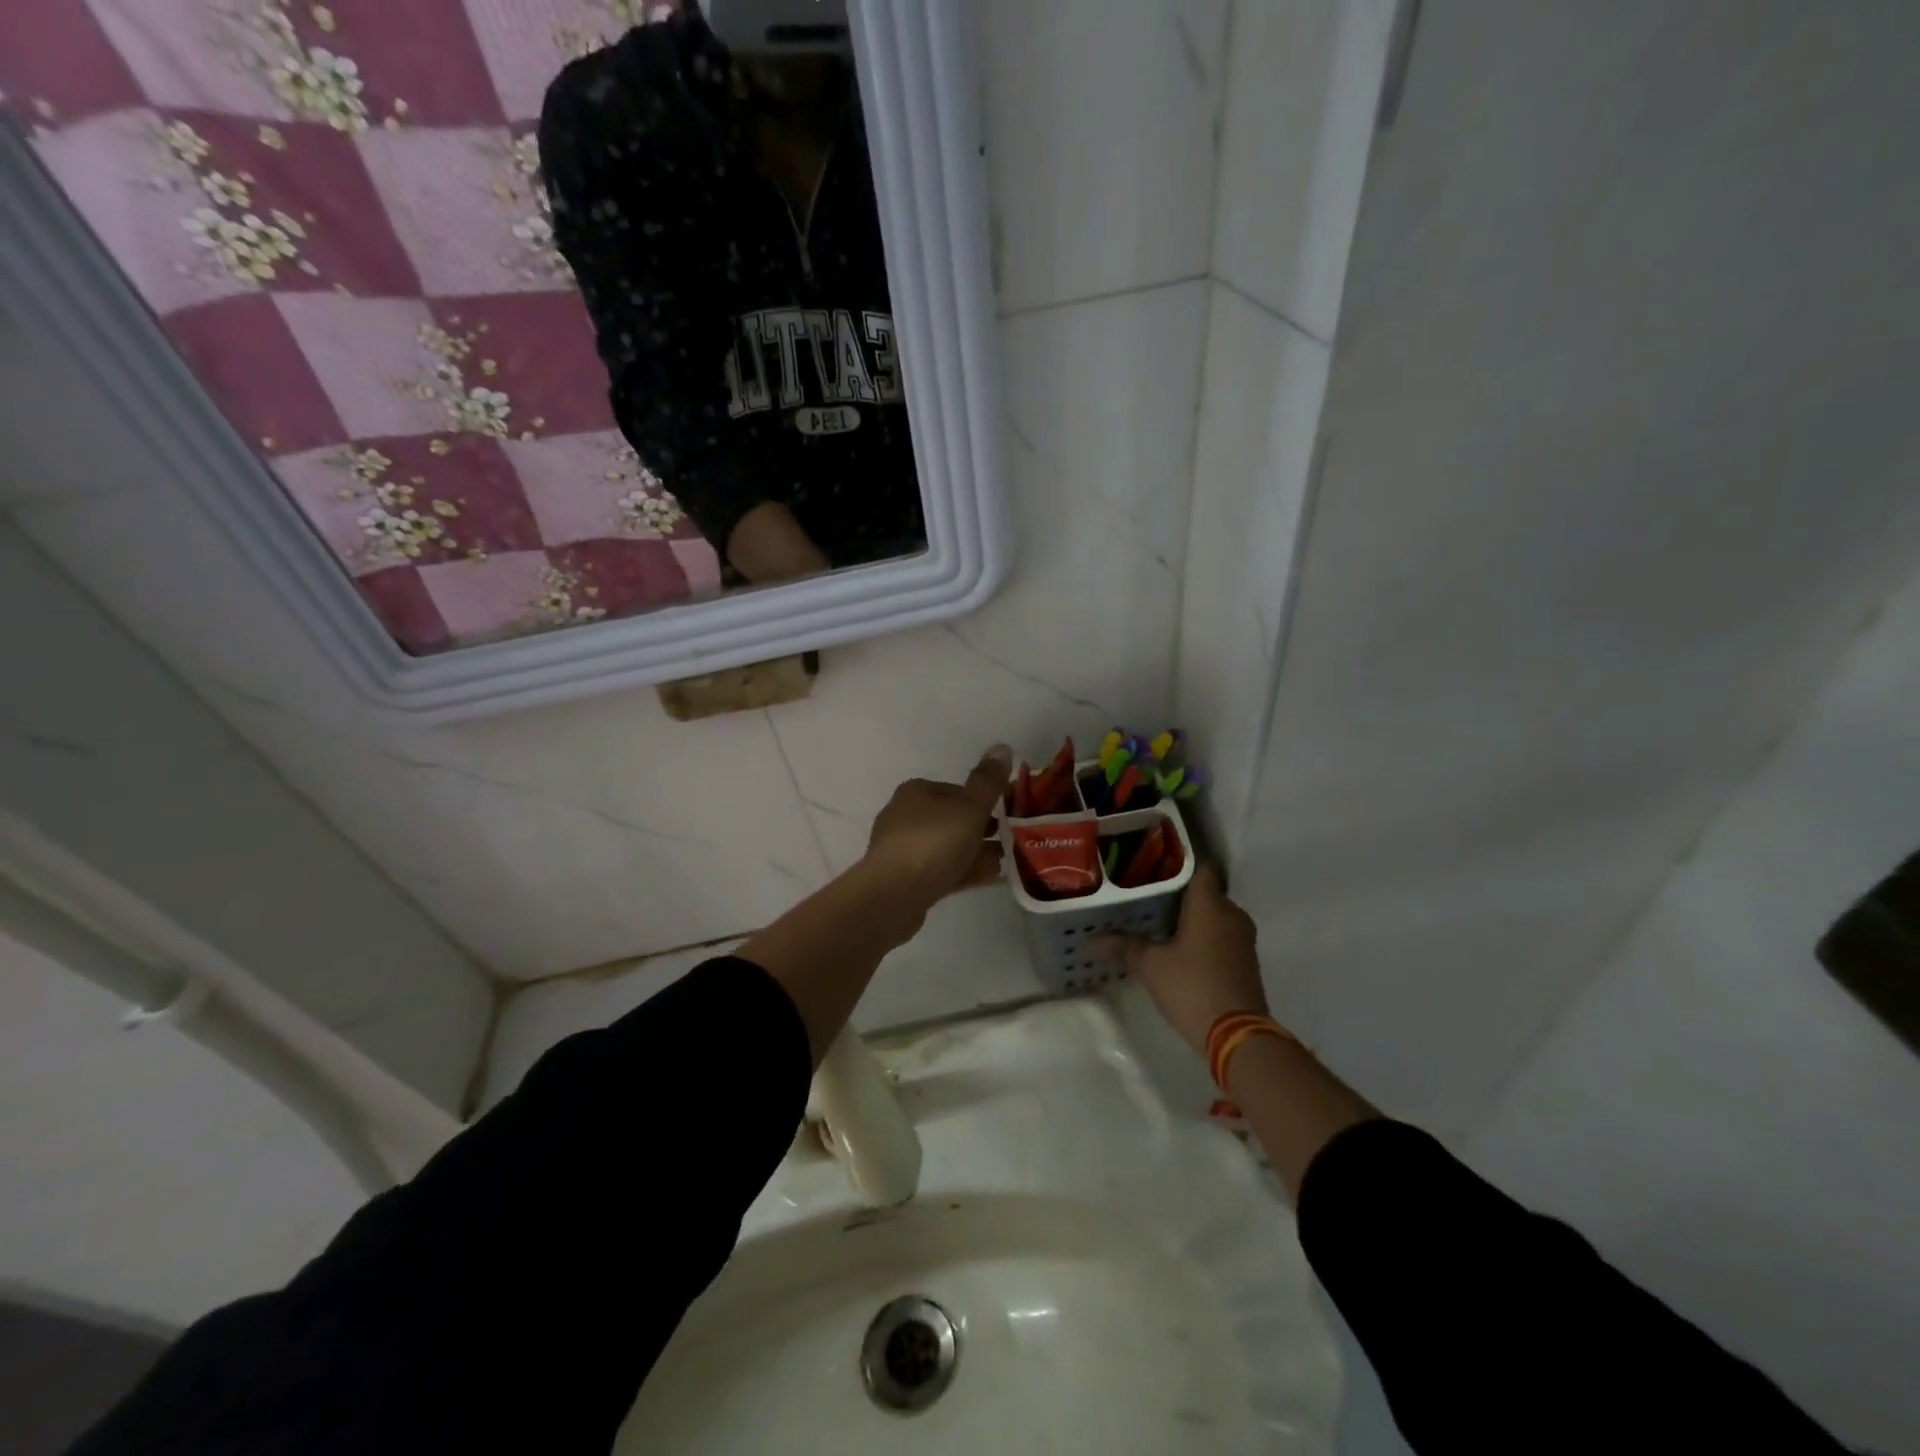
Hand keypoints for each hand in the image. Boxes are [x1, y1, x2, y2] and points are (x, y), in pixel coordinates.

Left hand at [862, 745, 1012, 917]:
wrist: (894, 895)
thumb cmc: (934, 842)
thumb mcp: (969, 807)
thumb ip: (987, 781)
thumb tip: (1002, 747)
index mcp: (916, 792)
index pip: (957, 789)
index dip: (985, 799)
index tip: (1011, 812)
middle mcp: (906, 816)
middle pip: (953, 819)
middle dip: (984, 828)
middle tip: (1014, 839)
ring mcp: (904, 850)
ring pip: (950, 846)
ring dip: (979, 852)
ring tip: (1011, 861)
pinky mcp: (907, 880)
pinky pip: (945, 870)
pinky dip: (968, 870)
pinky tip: (995, 877)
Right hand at [1107, 863, 1267, 1056]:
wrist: (1237, 1035)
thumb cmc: (1191, 986)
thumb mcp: (1150, 966)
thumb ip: (1125, 946)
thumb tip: (1094, 938)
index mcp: (1210, 904)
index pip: (1200, 867)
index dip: (1179, 863)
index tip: (1155, 866)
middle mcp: (1231, 914)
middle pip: (1205, 893)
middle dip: (1180, 895)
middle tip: (1148, 897)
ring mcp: (1243, 939)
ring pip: (1214, 916)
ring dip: (1192, 919)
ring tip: (1159, 923)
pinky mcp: (1246, 962)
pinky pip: (1222, 937)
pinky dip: (1203, 938)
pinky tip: (1179, 948)